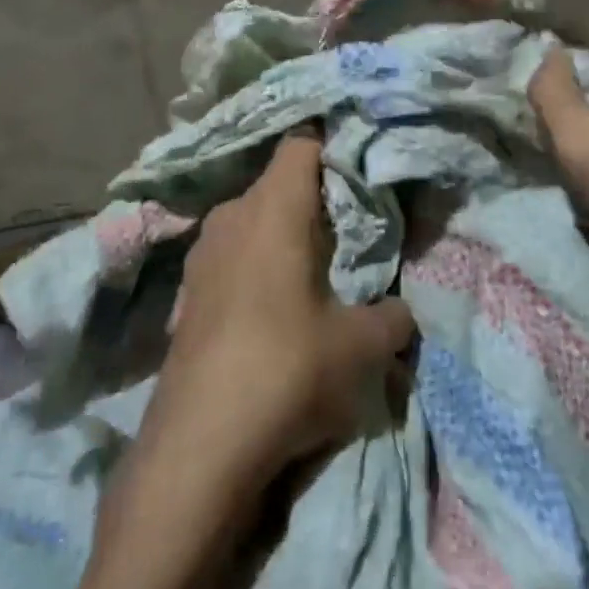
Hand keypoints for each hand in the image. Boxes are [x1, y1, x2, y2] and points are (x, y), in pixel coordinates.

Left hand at [134, 132, 415, 497]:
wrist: (200, 443)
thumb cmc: (288, 369)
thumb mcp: (361, 347)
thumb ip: (392, 317)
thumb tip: (401, 310)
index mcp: (274, 208)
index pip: (302, 144)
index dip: (333, 146)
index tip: (362, 165)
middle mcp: (232, 216)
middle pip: (277, 183)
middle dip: (315, 197)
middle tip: (352, 224)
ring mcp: (202, 253)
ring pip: (252, 219)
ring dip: (283, 233)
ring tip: (317, 265)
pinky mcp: (187, 290)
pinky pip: (232, 254)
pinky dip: (256, 262)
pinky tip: (274, 304)